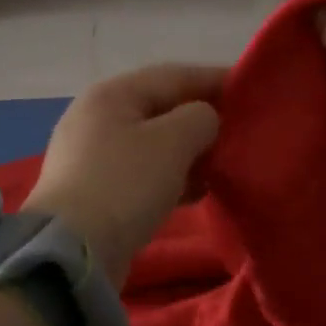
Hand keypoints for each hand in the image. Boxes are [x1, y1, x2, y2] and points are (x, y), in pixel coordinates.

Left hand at [24, 63, 223, 285]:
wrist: (75, 250)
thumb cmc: (126, 184)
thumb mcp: (173, 141)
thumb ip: (201, 118)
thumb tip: (205, 120)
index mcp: (112, 94)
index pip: (174, 75)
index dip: (215, 80)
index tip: (251, 91)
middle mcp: (97, 118)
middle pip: (162, 110)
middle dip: (203, 120)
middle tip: (241, 133)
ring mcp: (93, 157)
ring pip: (154, 145)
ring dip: (190, 153)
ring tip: (224, 165)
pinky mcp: (97, 192)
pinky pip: (144, 174)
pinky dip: (172, 178)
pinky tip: (198, 192)